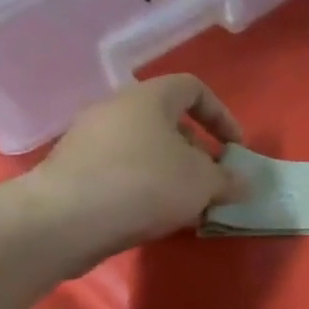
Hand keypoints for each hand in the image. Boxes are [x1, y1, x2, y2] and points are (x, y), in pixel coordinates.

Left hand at [25, 75, 242, 265]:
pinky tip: (152, 215)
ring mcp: (88, 138)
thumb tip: (243, 184)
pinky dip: (143, 185)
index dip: (221, 115)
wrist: (65, 220)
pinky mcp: (72, 169)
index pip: (194, 88)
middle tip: (210, 180)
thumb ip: (229, 180)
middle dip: (196, 150)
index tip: (234, 148)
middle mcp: (116, 108)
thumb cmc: (145, 184)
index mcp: (149, 97)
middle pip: (167, 120)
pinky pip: (120, 168)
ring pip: (144, 147)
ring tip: (185, 204)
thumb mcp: (203, 183)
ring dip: (171, 171)